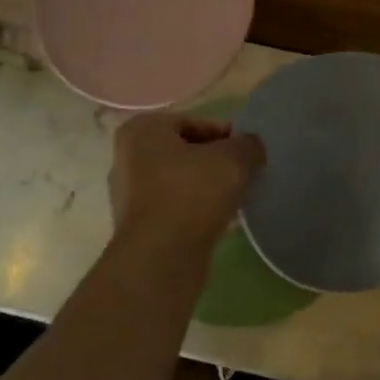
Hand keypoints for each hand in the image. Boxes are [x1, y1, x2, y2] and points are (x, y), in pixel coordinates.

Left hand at [108, 113, 264, 251]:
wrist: (162, 256)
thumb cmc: (192, 193)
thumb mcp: (233, 159)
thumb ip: (248, 145)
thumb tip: (252, 146)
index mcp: (142, 130)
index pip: (195, 122)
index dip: (227, 135)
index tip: (250, 152)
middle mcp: (127, 157)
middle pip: (185, 152)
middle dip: (216, 161)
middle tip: (246, 173)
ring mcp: (129, 194)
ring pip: (180, 181)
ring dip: (208, 187)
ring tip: (236, 198)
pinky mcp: (138, 225)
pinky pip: (175, 208)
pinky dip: (197, 210)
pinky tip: (220, 220)